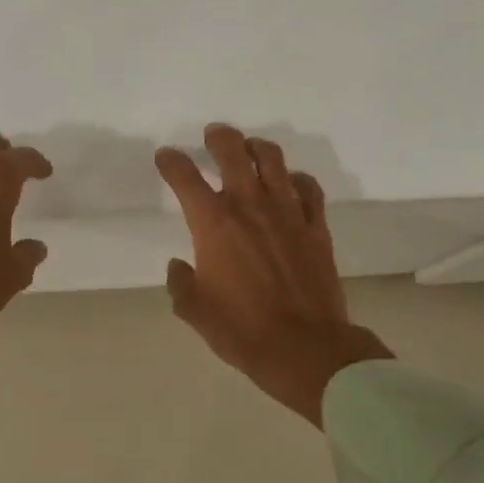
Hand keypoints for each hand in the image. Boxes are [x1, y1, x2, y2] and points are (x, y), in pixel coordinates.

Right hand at [156, 124, 392, 426]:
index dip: (172, 162)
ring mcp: (288, 213)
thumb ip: (180, 283)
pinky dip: (297, 179)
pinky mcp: (317, 227)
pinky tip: (291, 183)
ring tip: (250, 148)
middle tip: (213, 135)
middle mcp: (250, 206)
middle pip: (233, 153)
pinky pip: (309, 189)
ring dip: (258, 148)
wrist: (304, 347)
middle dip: (219, 138)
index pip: (185, 177)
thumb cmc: (241, 330)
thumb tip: (178, 266)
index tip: (166, 157)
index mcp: (214, 224)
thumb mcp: (194, 311)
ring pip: (274, 161)